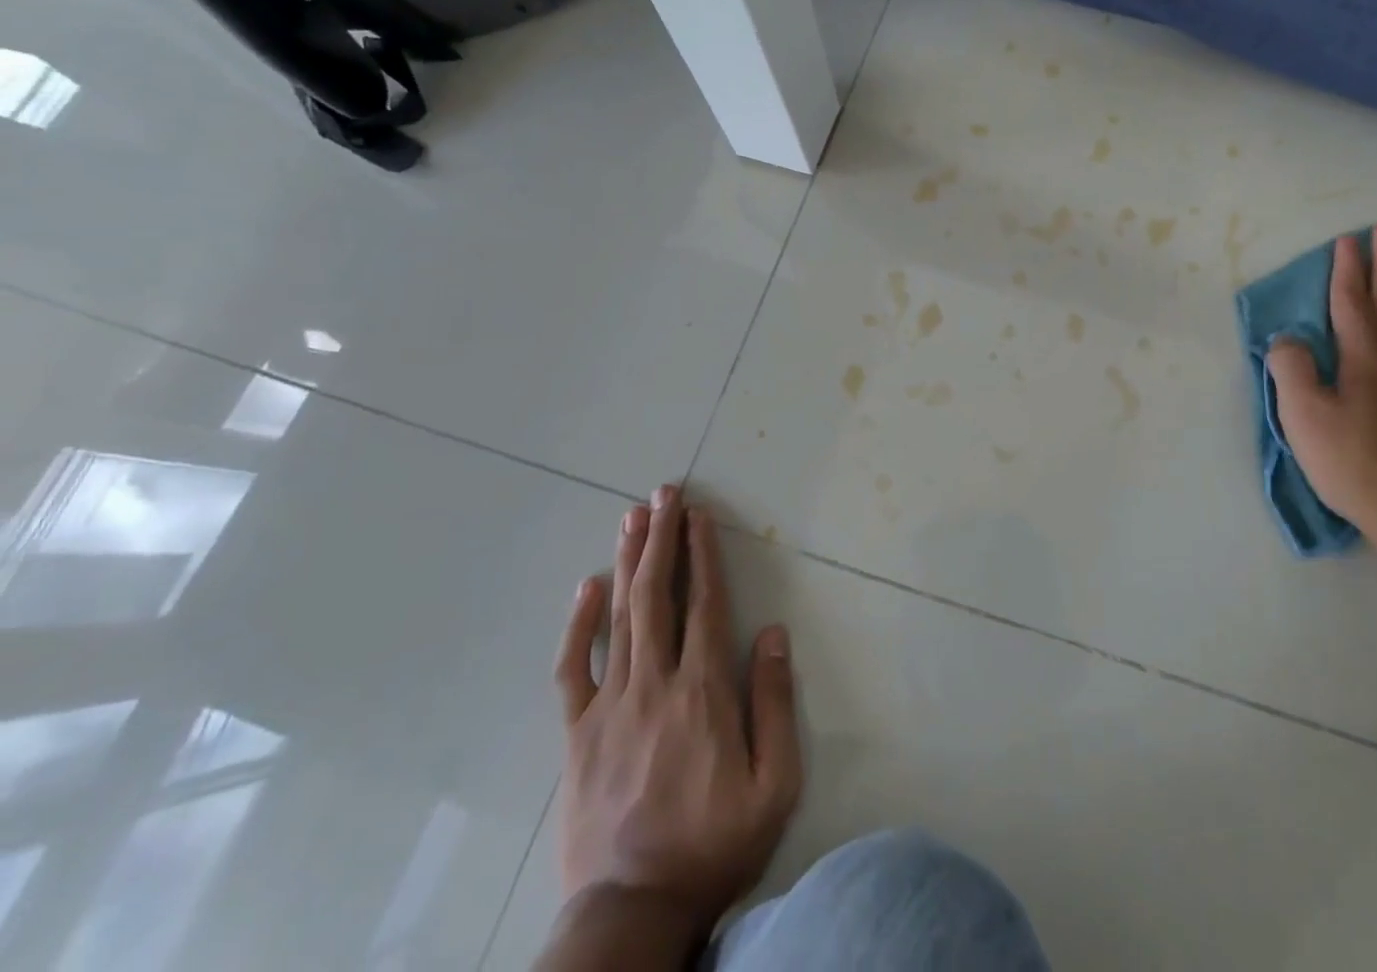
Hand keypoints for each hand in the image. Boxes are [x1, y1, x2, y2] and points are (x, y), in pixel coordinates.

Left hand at [552, 485, 801, 947]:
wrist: (630, 913)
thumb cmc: (713, 845)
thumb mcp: (774, 782)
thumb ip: (773, 702)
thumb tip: (771, 632)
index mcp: (703, 691)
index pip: (706, 603)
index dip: (703, 554)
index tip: (700, 515)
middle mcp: (655, 683)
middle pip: (658, 595)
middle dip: (662, 538)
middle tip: (664, 493)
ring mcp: (610, 706)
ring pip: (620, 617)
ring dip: (629, 562)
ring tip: (633, 517)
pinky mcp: (577, 734)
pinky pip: (573, 668)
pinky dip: (579, 624)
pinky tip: (586, 587)